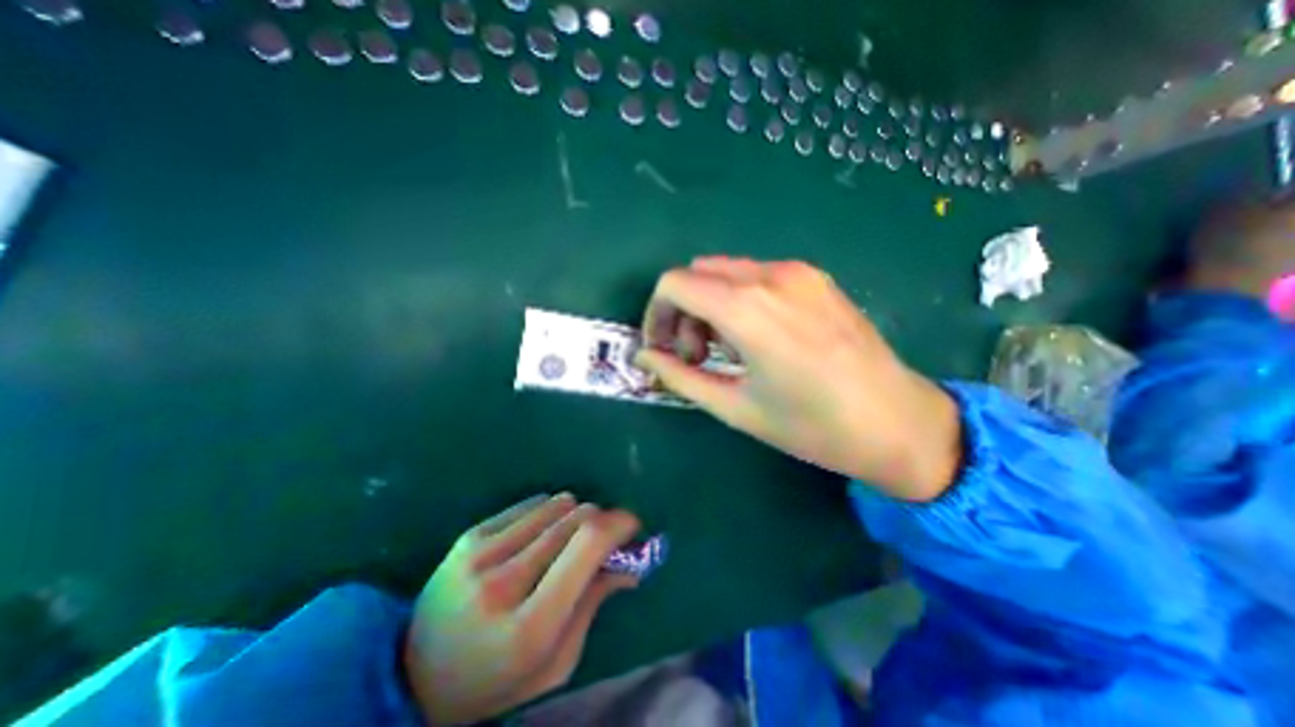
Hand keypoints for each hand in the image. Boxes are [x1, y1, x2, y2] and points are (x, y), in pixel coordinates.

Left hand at [406, 492, 638, 723]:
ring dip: (575, 516)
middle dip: (601, 521)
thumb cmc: (496, 679)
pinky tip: (540, 536)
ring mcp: (481, 552)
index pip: (586, 545)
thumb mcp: (555, 663)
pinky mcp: (470, 535)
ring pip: (557, 504)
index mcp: (529, 625)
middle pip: (576, 518)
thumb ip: (593, 604)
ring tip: (567, 541)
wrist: (414, 675)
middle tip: (604, 538)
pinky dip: (549, 513)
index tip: (632, 525)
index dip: (618, 524)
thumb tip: (629, 562)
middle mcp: (503, 580)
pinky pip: (532, 502)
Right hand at [636, 259, 960, 501]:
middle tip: (696, 355)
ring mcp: (798, 272)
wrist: (899, 422)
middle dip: (683, 311)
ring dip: (710, 305)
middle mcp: (770, 276)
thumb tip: (645, 356)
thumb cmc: (811, 426)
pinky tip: (758, 337)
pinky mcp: (815, 278)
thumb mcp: (734, 407)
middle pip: (697, 274)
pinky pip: (756, 276)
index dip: (656, 314)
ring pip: (725, 272)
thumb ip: (680, 376)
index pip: (674, 284)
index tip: (663, 348)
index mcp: (746, 308)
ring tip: (727, 350)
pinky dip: (738, 300)